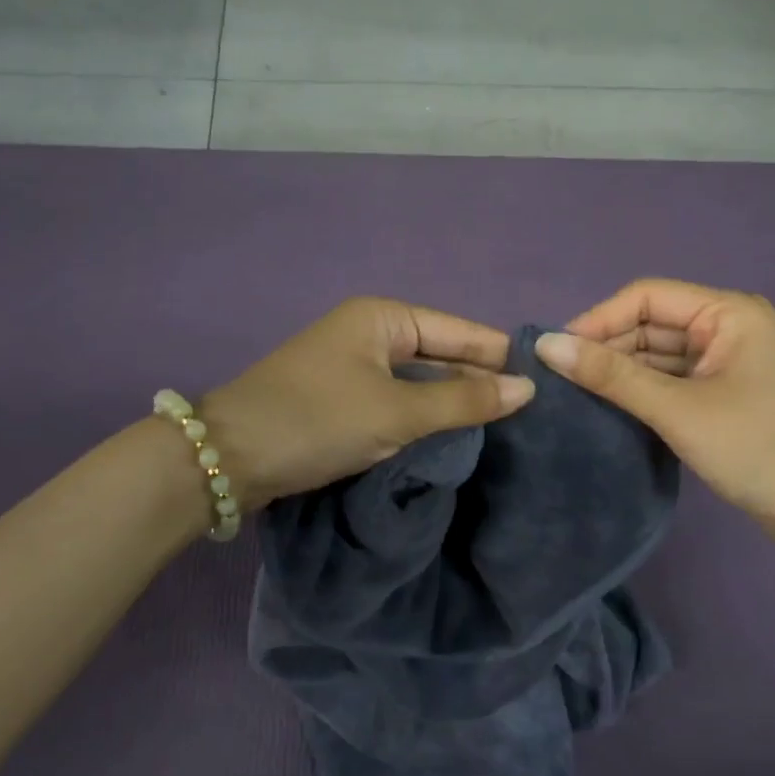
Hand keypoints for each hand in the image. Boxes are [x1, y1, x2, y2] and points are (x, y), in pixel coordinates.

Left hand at [199, 298, 534, 510]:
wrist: (227, 458)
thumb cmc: (317, 421)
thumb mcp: (396, 412)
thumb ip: (463, 400)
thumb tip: (527, 388)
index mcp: (383, 317)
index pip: (460, 331)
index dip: (500, 356)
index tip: (547, 382)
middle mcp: (369, 332)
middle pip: (440, 353)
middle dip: (479, 380)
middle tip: (531, 413)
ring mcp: (352, 365)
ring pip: (419, 380)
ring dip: (452, 401)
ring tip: (504, 427)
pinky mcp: (340, 397)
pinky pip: (396, 399)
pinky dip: (423, 415)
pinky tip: (452, 435)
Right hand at [535, 279, 774, 574]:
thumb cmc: (756, 448)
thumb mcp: (677, 409)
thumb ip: (610, 375)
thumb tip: (545, 345)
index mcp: (728, 312)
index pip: (647, 296)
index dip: (599, 318)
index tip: (556, 351)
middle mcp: (728, 326)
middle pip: (651, 323)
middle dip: (608, 346)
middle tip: (560, 378)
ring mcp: (728, 362)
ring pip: (659, 353)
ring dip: (621, 370)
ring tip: (574, 393)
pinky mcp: (724, 394)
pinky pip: (671, 378)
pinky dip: (641, 390)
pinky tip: (609, 406)